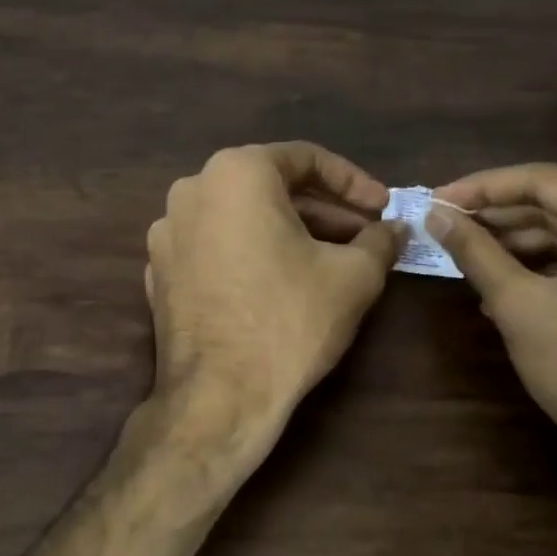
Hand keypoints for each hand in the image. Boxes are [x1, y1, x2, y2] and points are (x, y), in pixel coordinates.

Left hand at [146, 142, 403, 448]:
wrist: (219, 396)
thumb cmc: (289, 320)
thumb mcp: (353, 276)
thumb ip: (380, 241)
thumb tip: (396, 229)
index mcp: (235, 173)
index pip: (306, 159)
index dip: (353, 182)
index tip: (383, 208)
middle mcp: (192, 190)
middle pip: (270, 187)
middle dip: (323, 210)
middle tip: (364, 236)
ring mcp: (168, 232)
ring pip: (240, 217)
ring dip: (288, 231)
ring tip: (330, 259)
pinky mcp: (160, 271)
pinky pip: (215, 246)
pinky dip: (250, 253)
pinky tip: (281, 281)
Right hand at [428, 164, 556, 530]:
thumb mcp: (519, 303)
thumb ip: (475, 251)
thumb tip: (435, 215)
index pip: (544, 181)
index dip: (483, 187)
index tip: (435, 199)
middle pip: (555, 206)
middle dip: (496, 216)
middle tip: (442, 224)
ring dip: (512, 244)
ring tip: (460, 252)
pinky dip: (536, 269)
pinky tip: (495, 283)